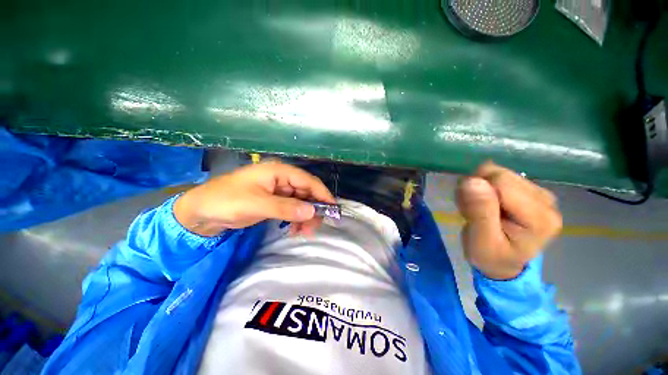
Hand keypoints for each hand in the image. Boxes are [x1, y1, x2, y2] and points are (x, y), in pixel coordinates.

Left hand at [174, 162, 335, 236]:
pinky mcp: (273, 201)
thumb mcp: (258, 204)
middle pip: (306, 192)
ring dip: (305, 216)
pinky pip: (291, 208)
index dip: (322, 194)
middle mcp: (282, 178)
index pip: (308, 181)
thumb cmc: (226, 201)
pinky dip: (295, 219)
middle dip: (313, 209)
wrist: (200, 211)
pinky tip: (294, 229)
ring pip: (300, 201)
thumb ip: (286, 208)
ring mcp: (278, 190)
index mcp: (279, 172)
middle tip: (315, 227)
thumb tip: (312, 212)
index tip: (333, 209)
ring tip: (303, 232)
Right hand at [456, 161, 561, 279]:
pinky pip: (499, 176)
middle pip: (500, 174)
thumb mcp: (481, 241)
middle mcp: (546, 200)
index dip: (476, 192)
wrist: (502, 263)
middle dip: (477, 189)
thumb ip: (479, 212)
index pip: (501, 182)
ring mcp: (540, 193)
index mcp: (539, 217)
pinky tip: (484, 204)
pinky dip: (484, 188)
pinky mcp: (530, 190)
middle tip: (472, 211)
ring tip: (478, 209)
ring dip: (479, 189)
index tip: (469, 210)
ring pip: (497, 173)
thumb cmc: (490, 256)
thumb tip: (472, 181)